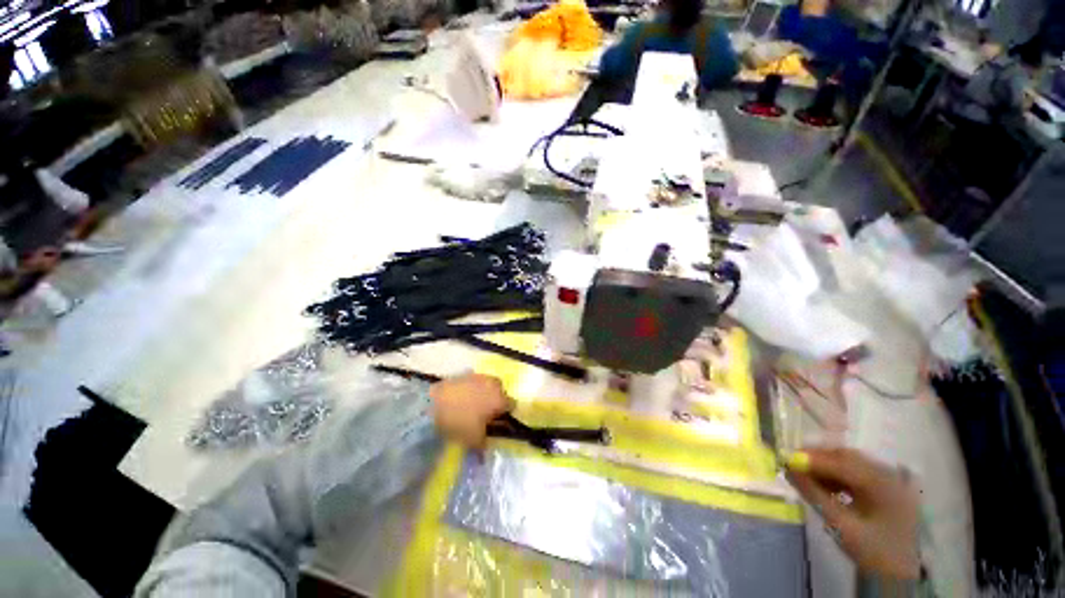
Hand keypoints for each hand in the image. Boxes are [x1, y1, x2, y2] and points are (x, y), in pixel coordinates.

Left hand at [430, 374, 512, 450]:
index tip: (499, 422)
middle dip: (496, 399)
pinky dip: (471, 388)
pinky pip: (473, 381)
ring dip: (484, 392)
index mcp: (499, 398)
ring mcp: (478, 376)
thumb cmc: (459, 423)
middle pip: (500, 390)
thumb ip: (485, 444)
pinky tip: (461, 398)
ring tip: (472, 404)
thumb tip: (488, 448)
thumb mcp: (474, 440)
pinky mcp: (463, 374)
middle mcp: (493, 384)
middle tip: (486, 412)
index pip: (512, 404)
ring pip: (487, 383)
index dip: (507, 414)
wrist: (430, 406)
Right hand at [786, 447, 920, 579]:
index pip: (842, 462)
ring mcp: (891, 482)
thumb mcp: (841, 526)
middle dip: (818, 458)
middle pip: (848, 457)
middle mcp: (890, 476)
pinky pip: (858, 473)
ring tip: (806, 475)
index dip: (812, 458)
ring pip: (852, 463)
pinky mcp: (888, 489)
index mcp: (884, 485)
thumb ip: (814, 495)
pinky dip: (838, 475)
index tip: (786, 459)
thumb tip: (788, 470)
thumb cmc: (872, 551)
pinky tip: (825, 484)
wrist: (900, 575)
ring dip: (827, 466)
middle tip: (793, 464)